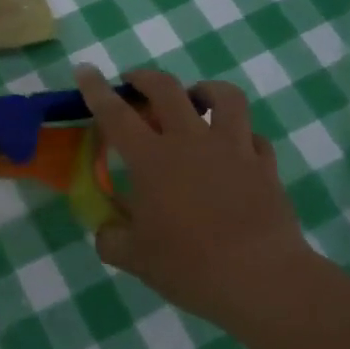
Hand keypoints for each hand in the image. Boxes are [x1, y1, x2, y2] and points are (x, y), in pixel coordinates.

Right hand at [74, 65, 316, 330]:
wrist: (260, 278)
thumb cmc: (189, 265)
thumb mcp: (135, 258)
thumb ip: (112, 238)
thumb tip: (106, 231)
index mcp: (152, 159)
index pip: (116, 114)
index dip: (96, 89)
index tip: (85, 70)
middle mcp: (191, 142)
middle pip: (168, 89)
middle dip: (146, 78)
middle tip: (135, 82)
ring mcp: (233, 149)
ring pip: (224, 97)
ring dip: (205, 90)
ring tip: (196, 99)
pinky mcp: (264, 166)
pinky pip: (253, 137)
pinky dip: (240, 135)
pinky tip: (234, 149)